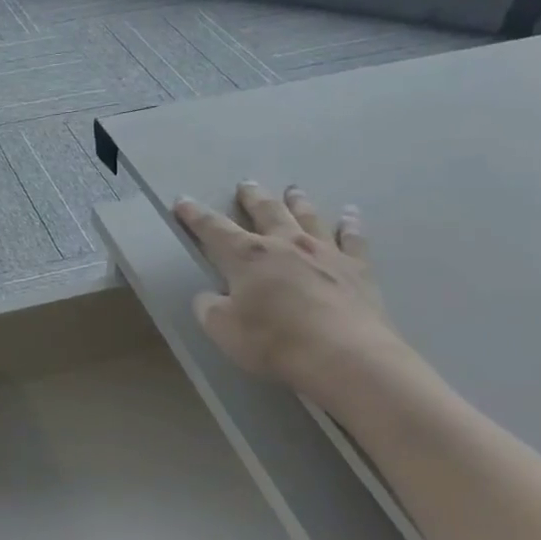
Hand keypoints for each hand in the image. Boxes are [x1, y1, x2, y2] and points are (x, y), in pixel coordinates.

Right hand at [174, 183, 412, 408]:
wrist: (342, 354)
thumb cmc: (274, 341)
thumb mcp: (223, 330)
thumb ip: (210, 308)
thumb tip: (208, 296)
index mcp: (248, 257)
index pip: (214, 229)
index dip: (196, 216)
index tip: (182, 201)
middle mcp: (286, 244)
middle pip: (266, 212)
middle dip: (253, 197)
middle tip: (246, 184)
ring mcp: (325, 252)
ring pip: (308, 217)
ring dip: (298, 202)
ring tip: (292, 190)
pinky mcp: (357, 268)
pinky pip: (353, 239)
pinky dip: (350, 225)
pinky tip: (350, 214)